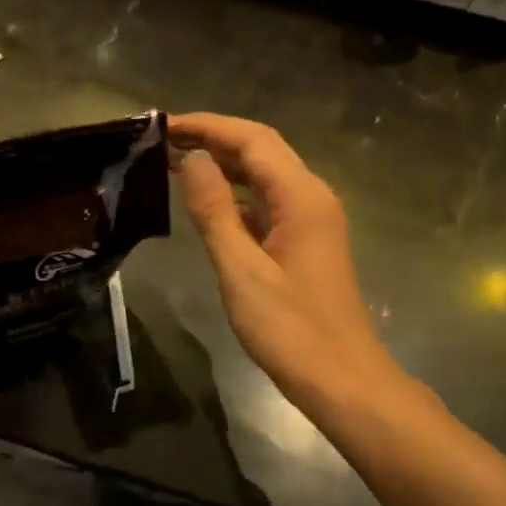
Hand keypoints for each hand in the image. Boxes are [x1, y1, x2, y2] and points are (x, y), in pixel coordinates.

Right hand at [171, 113, 400, 413]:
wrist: (343, 381)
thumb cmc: (291, 329)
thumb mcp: (242, 270)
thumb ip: (215, 211)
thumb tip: (192, 158)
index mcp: (301, 196)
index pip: (252, 139)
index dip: (207, 126)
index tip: (163, 125)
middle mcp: (311, 197)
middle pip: (261, 150)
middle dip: (213, 139)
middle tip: (162, 141)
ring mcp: (311, 220)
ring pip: (264, 175)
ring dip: (223, 165)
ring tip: (175, 163)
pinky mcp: (305, 242)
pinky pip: (267, 203)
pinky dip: (235, 195)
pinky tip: (206, 204)